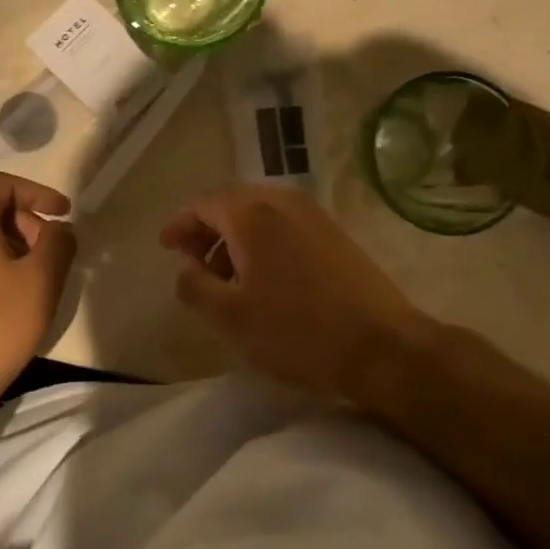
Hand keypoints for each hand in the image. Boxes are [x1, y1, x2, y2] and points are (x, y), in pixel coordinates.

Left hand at [0, 173, 76, 415]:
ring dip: (10, 246)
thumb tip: (58, 228)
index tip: (65, 214)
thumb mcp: (40, 282)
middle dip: (27, 223)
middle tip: (51, 256)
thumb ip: (58, 243)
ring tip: (33, 281)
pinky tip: (6, 300)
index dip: (38, 192)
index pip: (2, 184)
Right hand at [159, 186, 431, 400]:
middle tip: (191, 260)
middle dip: (206, 228)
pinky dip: (262, 240)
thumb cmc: (298, 332)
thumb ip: (195, 287)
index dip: (179, 224)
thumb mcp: (231, 318)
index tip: (165, 248)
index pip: (203, 204)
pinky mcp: (334, 233)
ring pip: (259, 213)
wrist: (384, 346)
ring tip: (225, 275)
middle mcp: (281, 201)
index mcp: (251, 215)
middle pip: (231, 202)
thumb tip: (185, 269)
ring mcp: (312, 214)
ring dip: (234, 235)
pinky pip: (284, 223)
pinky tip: (263, 276)